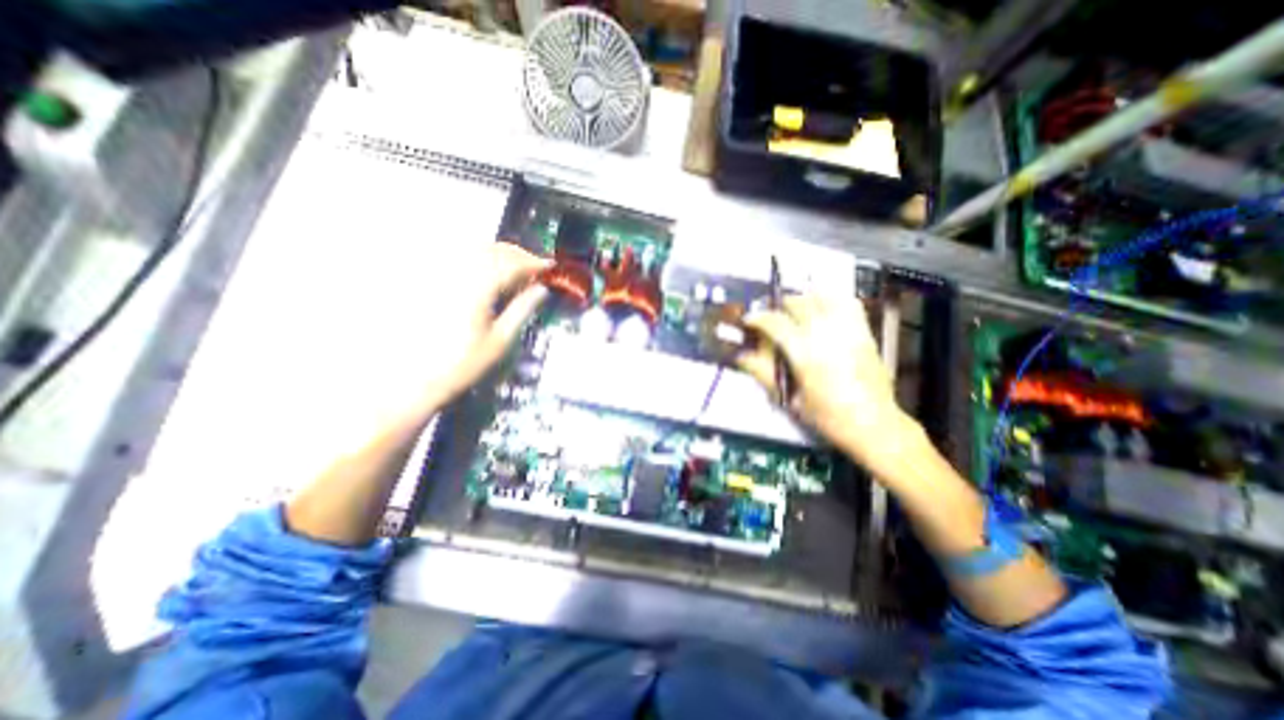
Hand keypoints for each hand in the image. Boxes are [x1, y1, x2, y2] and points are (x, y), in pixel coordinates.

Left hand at [416, 241, 546, 410]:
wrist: (417, 378)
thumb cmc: (464, 363)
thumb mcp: (500, 340)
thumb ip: (522, 310)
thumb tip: (542, 290)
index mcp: (478, 290)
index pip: (512, 264)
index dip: (534, 263)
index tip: (550, 266)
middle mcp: (457, 275)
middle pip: (493, 251)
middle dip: (518, 255)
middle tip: (536, 267)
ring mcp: (440, 276)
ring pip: (475, 250)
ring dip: (500, 254)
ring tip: (516, 268)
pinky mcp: (429, 281)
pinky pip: (458, 258)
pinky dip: (479, 258)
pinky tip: (488, 272)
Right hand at [743, 295, 923, 479]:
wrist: (874, 424)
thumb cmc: (827, 417)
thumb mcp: (790, 399)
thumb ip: (764, 373)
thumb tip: (741, 356)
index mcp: (806, 354)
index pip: (776, 323)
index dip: (758, 317)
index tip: (748, 319)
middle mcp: (827, 335)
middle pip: (798, 304)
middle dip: (778, 304)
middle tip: (769, 314)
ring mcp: (849, 330)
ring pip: (823, 298)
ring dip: (803, 298)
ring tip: (793, 308)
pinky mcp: (865, 332)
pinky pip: (848, 304)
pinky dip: (832, 299)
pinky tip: (822, 307)